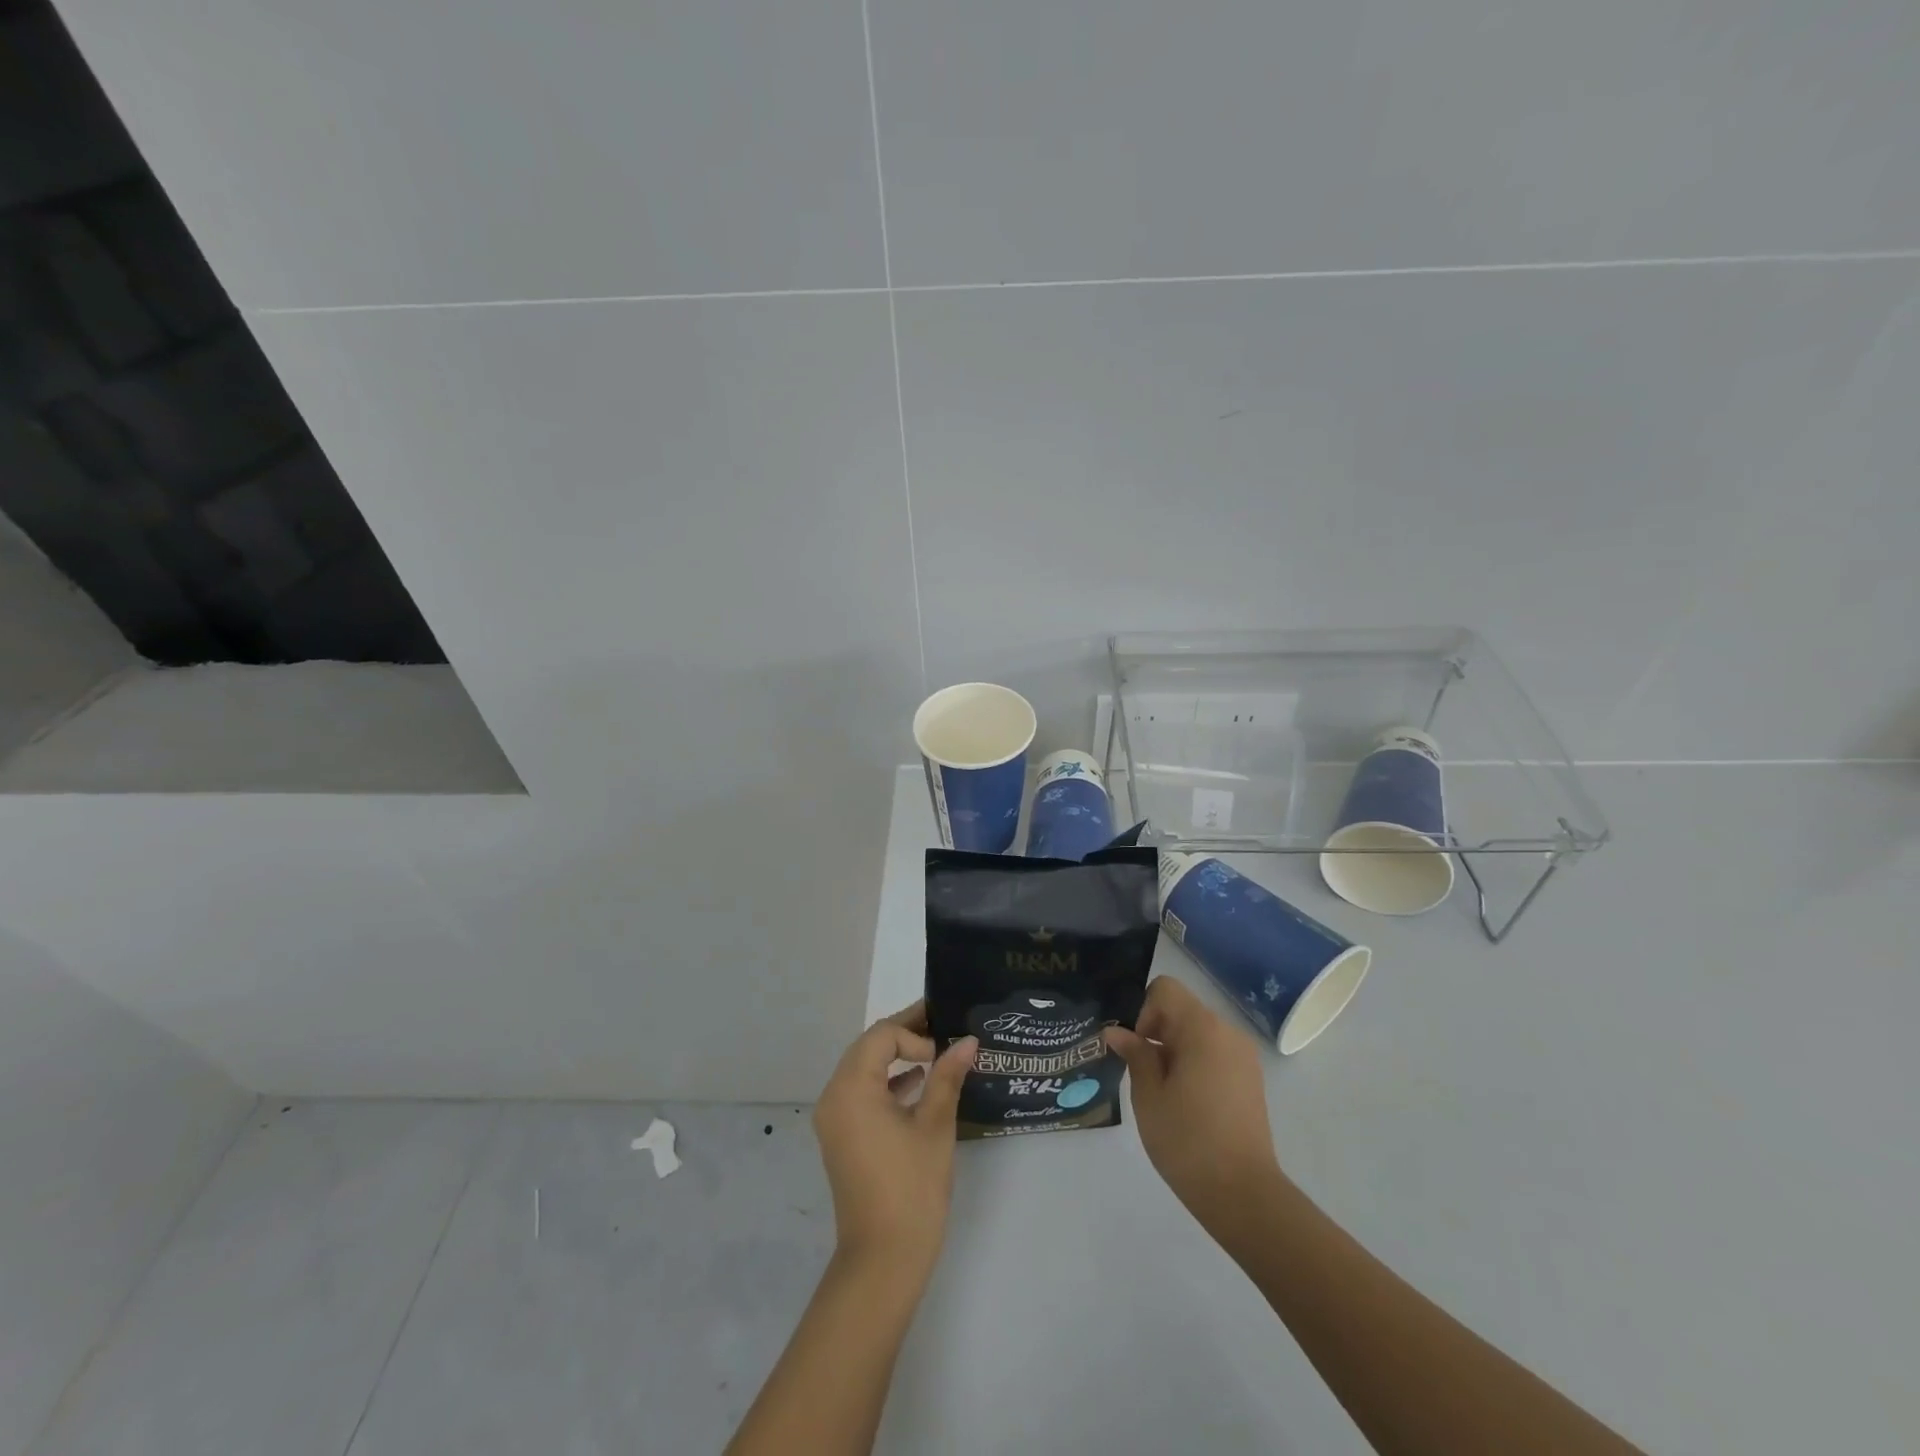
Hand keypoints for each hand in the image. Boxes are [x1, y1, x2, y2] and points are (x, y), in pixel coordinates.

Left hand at [812, 1001, 976, 1280]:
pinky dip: (887, 1083)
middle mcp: (834, 1096)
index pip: (882, 1035)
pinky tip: (918, 1086)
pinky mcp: (841, 1137)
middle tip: (943, 1029)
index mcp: (851, 1088)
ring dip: (896, 1057)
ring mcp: (834, 1119)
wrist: (883, 1260)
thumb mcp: (935, 1126)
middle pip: (869, 1047)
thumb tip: (967, 1041)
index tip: (945, 1050)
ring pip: (864, 1068)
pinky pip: (862, 1093)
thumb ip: (947, 1076)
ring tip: (937, 1053)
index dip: (915, 1033)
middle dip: (905, 1035)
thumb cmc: (911, 1188)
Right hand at [1105, 976, 1283, 1228]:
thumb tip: (1117, 1032)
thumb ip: (1134, 1054)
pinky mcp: (1250, 1079)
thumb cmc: (1188, 1140)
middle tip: (1141, 1073)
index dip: (1143, 1011)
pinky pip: (1214, 1053)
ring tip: (1163, 1092)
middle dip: (1156, 1032)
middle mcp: (1227, 1032)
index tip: (1138, 1048)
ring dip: (1174, 1049)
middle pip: (1182, 1010)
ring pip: (1197, 1033)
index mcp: (1202, 1028)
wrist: (1243, 1195)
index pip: (1164, 989)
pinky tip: (1186, 1102)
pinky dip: (1194, 1063)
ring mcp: (1243, 1056)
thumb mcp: (1149, 1095)